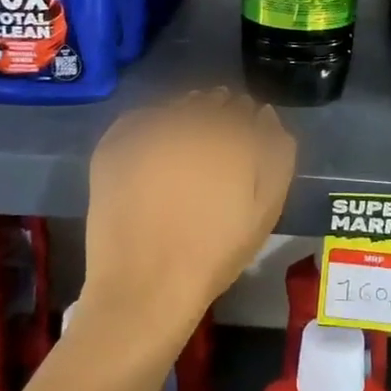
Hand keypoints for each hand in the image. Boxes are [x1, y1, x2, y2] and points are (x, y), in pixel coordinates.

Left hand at [79, 90, 296, 343]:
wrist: (145, 288)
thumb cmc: (215, 253)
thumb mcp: (266, 209)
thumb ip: (277, 154)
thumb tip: (266, 115)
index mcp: (229, 136)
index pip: (243, 108)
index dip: (245, 122)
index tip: (242, 140)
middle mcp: (188, 122)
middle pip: (209, 102)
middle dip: (217, 115)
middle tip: (213, 146)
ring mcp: (146, 132)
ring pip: (174, 107)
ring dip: (184, 116)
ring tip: (184, 146)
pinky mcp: (113, 146)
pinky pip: (138, 120)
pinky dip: (149, 124)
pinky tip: (154, 149)